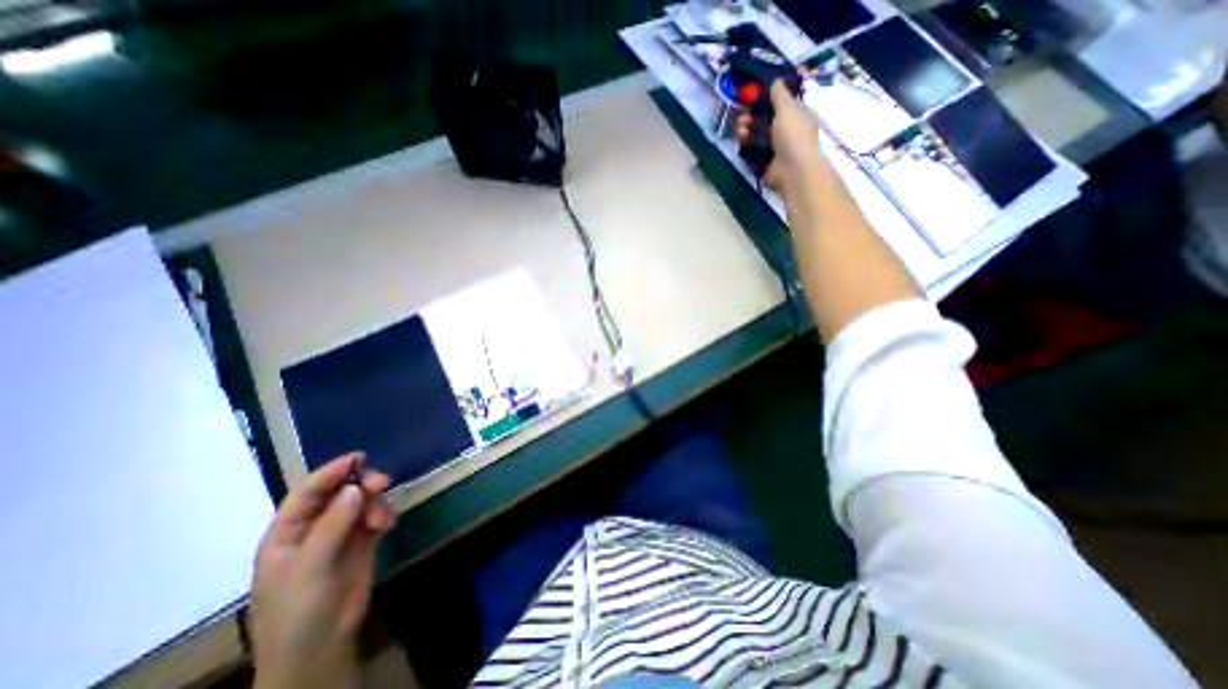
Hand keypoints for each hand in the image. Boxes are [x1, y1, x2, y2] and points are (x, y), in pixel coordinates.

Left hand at [251, 451, 396, 687]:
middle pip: (339, 493)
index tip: (358, 457)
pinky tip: (387, 526)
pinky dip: (383, 515)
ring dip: (375, 503)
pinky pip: (375, 516)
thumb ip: (332, 525)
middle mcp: (314, 528)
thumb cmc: (299, 610)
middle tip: (382, 483)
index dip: (330, 473)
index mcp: (287, 533)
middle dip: (361, 485)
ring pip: (361, 502)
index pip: (306, 493)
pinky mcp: (362, 542)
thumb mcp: (310, 567)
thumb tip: (355, 487)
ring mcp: (340, 534)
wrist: (321, 646)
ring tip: (382, 519)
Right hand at [737, 80, 833, 189]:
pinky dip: (746, 146)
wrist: (792, 169)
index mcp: (797, 115)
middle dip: (752, 118)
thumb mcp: (787, 108)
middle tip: (742, 118)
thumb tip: (775, 81)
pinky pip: (753, 152)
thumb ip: (779, 94)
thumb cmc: (793, 135)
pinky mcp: (765, 162)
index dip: (766, 101)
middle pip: (766, 121)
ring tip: (739, 130)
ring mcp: (776, 148)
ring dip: (747, 131)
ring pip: (758, 136)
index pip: (781, 105)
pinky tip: (740, 142)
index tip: (752, 100)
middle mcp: (787, 131)